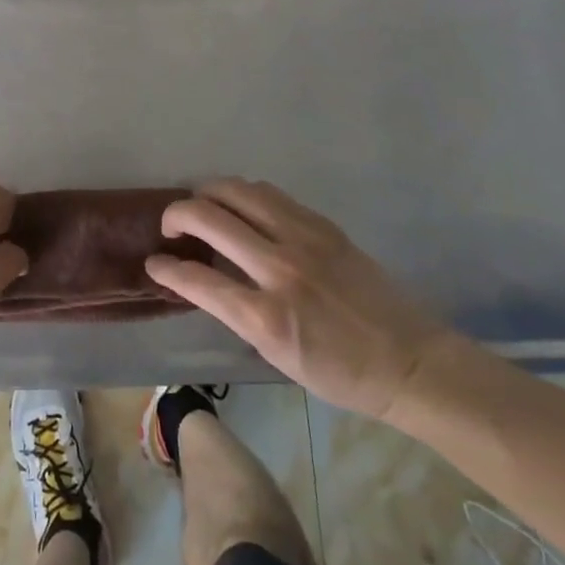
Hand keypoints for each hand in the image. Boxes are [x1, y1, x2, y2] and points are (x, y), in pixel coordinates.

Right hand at [146, 179, 460, 419]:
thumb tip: (203, 279)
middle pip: (208, 218)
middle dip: (176, 215)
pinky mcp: (323, 225)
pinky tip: (241, 208)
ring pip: (238, 191)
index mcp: (265, 317)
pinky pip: (270, 194)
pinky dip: (244, 195)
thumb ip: (236, 312)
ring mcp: (304, 240)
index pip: (195, 279)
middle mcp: (279, 269)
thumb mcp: (276, 356)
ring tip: (202, 206)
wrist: (410, 361)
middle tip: (171, 226)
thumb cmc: (339, 373)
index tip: (155, 263)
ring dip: (208, 194)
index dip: (165, 268)